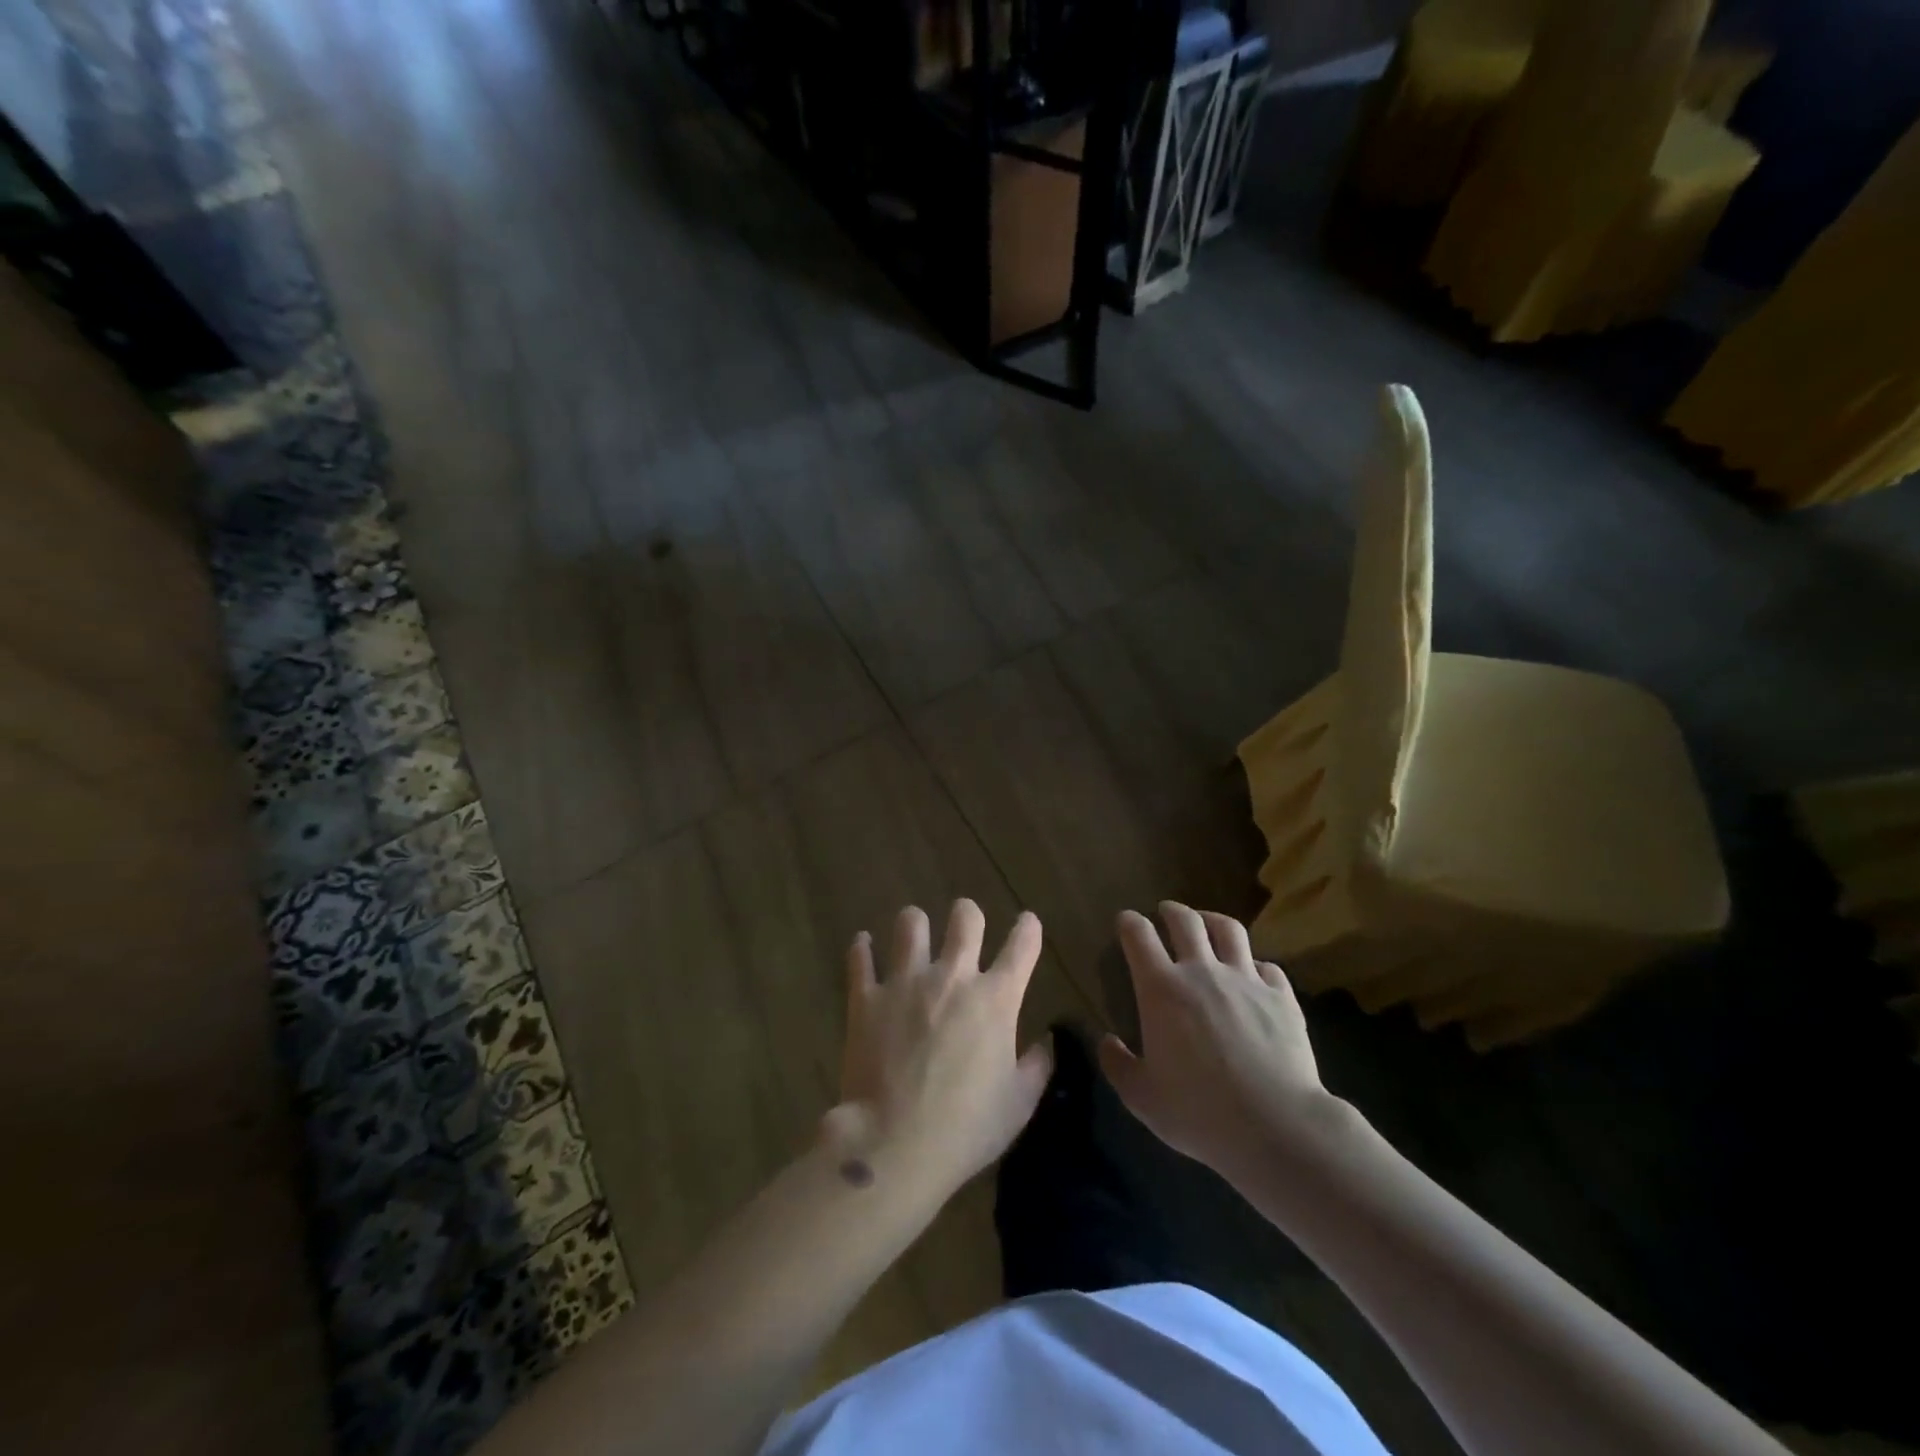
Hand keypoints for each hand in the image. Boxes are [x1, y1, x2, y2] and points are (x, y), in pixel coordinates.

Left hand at [826, 900, 1053, 1207]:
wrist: (895, 1143)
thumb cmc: (966, 1128)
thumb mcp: (1018, 1104)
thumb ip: (1037, 1066)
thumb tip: (1046, 1042)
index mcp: (995, 999)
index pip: (1022, 946)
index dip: (1028, 928)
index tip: (1027, 922)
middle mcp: (952, 977)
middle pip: (965, 918)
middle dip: (968, 914)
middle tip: (965, 923)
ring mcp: (905, 982)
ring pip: (911, 924)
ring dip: (916, 925)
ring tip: (915, 932)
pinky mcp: (866, 997)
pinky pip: (860, 958)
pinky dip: (862, 949)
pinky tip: (864, 946)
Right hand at [1098, 901, 1332, 1181]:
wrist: (1275, 1125)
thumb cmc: (1199, 1111)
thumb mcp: (1142, 1097)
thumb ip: (1117, 1065)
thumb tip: (1107, 1041)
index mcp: (1161, 989)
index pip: (1138, 935)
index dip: (1129, 922)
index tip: (1126, 922)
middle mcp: (1202, 971)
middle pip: (1185, 920)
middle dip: (1171, 911)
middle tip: (1166, 913)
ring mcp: (1246, 979)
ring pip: (1228, 929)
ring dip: (1212, 921)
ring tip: (1207, 925)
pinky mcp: (1281, 996)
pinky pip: (1267, 966)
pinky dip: (1254, 965)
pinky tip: (1253, 975)